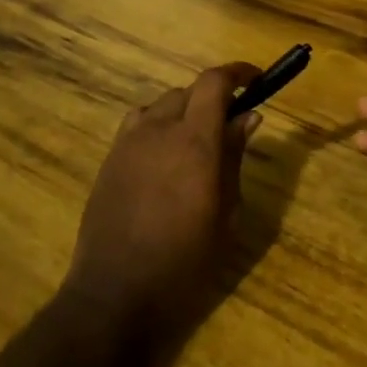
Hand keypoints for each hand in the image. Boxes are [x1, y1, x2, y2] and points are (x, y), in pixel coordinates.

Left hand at [64, 62, 263, 335]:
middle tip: (231, 123)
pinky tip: (164, 155)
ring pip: (161, 104)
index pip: (214, 83)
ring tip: (196, 139)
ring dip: (184, 110)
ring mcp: (128, 142)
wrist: (115, 294)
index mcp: (194, 141)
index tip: (256, 79)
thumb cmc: (184, 261)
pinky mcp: (110, 159)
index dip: (237, 73)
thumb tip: (248, 117)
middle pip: (188, 91)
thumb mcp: (225, 213)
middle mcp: (158, 130)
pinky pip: (138, 124)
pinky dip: (158, 124)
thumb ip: (234, 158)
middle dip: (213, 97)